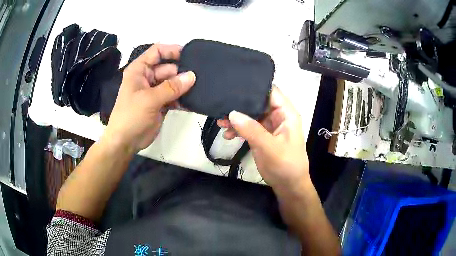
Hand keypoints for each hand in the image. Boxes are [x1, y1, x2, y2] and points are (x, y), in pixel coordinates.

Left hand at [102, 44, 195, 153]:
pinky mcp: (161, 103)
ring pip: (173, 82)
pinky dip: (182, 98)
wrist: (125, 142)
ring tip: (201, 87)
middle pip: (168, 67)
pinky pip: (175, 96)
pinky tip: (194, 101)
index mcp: (139, 70)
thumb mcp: (149, 99)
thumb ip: (171, 87)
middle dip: (182, 71)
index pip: (157, 51)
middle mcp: (147, 77)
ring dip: (184, 86)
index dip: (172, 50)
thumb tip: (192, 76)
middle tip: (201, 76)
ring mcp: (155, 91)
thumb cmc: (131, 116)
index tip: (189, 54)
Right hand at [217, 86, 308, 191]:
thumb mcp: (269, 147)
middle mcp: (278, 116)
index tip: (235, 85)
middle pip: (258, 103)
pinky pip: (248, 128)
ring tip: (220, 122)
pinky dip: (238, 130)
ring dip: (237, 119)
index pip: (271, 92)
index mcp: (286, 114)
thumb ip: (251, 130)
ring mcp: (269, 126)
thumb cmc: (285, 165)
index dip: (255, 87)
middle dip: (241, 105)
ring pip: (251, 115)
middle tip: (221, 105)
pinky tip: (227, 135)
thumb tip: (232, 113)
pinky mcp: (262, 136)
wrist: (288, 186)